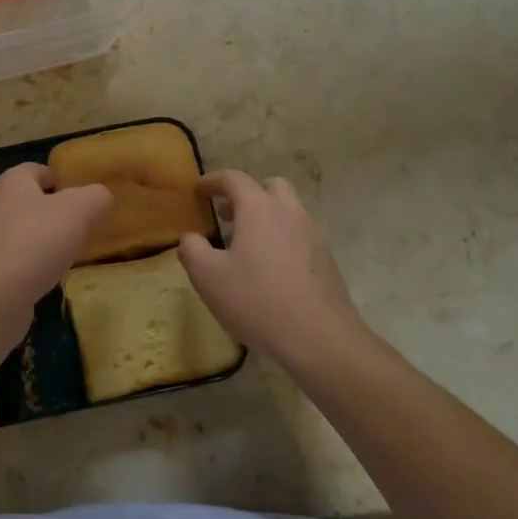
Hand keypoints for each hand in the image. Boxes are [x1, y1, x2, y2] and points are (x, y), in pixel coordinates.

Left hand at [0, 163, 110, 318]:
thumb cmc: (36, 242)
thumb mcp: (80, 210)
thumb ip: (97, 197)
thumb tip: (101, 199)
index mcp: (11, 181)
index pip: (40, 170)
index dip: (64, 181)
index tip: (86, 201)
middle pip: (32, 201)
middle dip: (57, 213)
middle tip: (83, 228)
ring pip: (25, 231)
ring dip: (45, 240)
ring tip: (70, 254)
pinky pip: (17, 258)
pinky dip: (33, 264)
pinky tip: (49, 277)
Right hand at [178, 171, 375, 372]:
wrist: (320, 339)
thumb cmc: (257, 300)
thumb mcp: (207, 277)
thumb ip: (192, 249)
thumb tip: (191, 237)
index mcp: (259, 208)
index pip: (234, 179)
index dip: (212, 181)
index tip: (197, 191)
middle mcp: (289, 212)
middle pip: (269, 186)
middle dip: (246, 194)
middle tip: (227, 214)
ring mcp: (313, 235)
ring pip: (288, 210)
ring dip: (265, 216)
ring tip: (245, 244)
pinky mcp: (326, 260)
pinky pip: (299, 235)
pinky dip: (281, 238)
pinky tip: (269, 269)